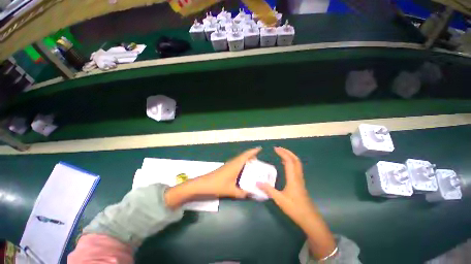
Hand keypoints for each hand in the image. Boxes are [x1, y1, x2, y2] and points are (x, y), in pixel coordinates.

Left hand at [192, 147, 261, 197]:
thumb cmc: (217, 185)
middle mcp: (232, 163)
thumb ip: (242, 193)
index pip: (246, 155)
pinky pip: (236, 164)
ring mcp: (228, 165)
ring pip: (239, 160)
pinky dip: (241, 165)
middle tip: (259, 161)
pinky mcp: (225, 168)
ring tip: (253, 166)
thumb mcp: (231, 191)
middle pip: (243, 156)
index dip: (253, 151)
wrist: (202, 185)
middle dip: (251, 156)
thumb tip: (251, 194)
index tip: (259, 149)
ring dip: (246, 160)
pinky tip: (243, 172)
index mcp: (235, 165)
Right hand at [257, 147, 315, 226]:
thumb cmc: (295, 208)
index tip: (275, 149)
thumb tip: (257, 182)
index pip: (289, 161)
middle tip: (279, 149)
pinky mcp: (300, 183)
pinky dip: (291, 163)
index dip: (283, 153)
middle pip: (295, 160)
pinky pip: (296, 168)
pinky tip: (285, 165)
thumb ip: (268, 190)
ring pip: (297, 164)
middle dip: (287, 152)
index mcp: (293, 178)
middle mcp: (298, 176)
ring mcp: (300, 179)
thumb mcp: (279, 199)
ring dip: (290, 156)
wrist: (309, 218)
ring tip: (281, 154)